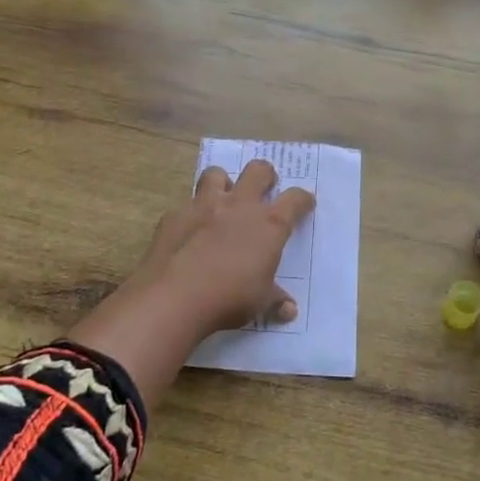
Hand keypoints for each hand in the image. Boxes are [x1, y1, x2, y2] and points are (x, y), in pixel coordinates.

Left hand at [68, 159, 314, 404]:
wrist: (175, 296)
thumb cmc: (230, 298)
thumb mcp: (260, 303)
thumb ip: (275, 300)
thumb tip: (289, 310)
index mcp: (268, 224)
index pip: (295, 199)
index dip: (303, 199)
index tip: (305, 203)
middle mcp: (239, 206)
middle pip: (258, 170)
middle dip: (265, 174)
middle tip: (264, 187)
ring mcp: (204, 206)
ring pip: (216, 173)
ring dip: (223, 182)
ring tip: (222, 198)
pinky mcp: (174, 215)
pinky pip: (185, 205)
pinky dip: (190, 215)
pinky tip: (188, 232)